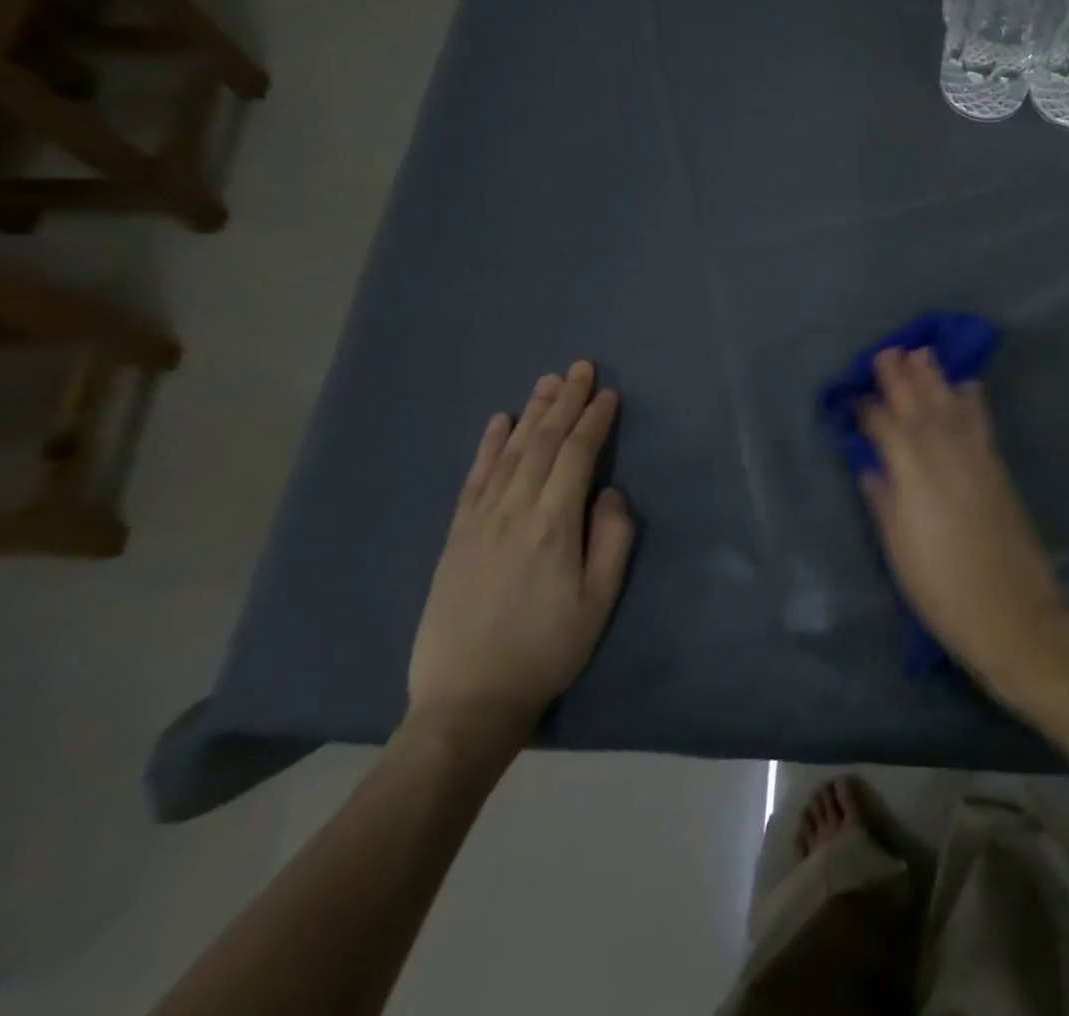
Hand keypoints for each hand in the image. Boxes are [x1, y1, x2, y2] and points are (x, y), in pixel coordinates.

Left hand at [407, 361, 634, 750]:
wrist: (468, 700)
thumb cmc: (548, 649)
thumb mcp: (600, 600)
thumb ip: (612, 539)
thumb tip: (609, 493)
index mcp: (553, 524)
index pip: (577, 455)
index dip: (594, 420)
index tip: (608, 394)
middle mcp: (513, 511)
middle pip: (542, 443)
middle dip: (564, 402)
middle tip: (580, 367)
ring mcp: (479, 522)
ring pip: (509, 453)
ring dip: (531, 413)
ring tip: (547, 382)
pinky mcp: (456, 536)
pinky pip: (474, 478)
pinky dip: (488, 445)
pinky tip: (499, 422)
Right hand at [858, 347, 1068, 687]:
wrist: (1010, 610)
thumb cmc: (941, 588)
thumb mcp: (899, 550)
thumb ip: (884, 501)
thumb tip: (872, 467)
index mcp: (912, 475)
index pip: (885, 430)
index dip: (869, 411)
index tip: (855, 397)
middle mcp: (944, 456)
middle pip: (918, 408)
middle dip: (901, 378)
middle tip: (888, 351)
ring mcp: (975, 458)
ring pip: (950, 407)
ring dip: (935, 379)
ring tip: (922, 353)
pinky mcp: (997, 468)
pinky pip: (980, 423)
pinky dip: (972, 401)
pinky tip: (968, 385)